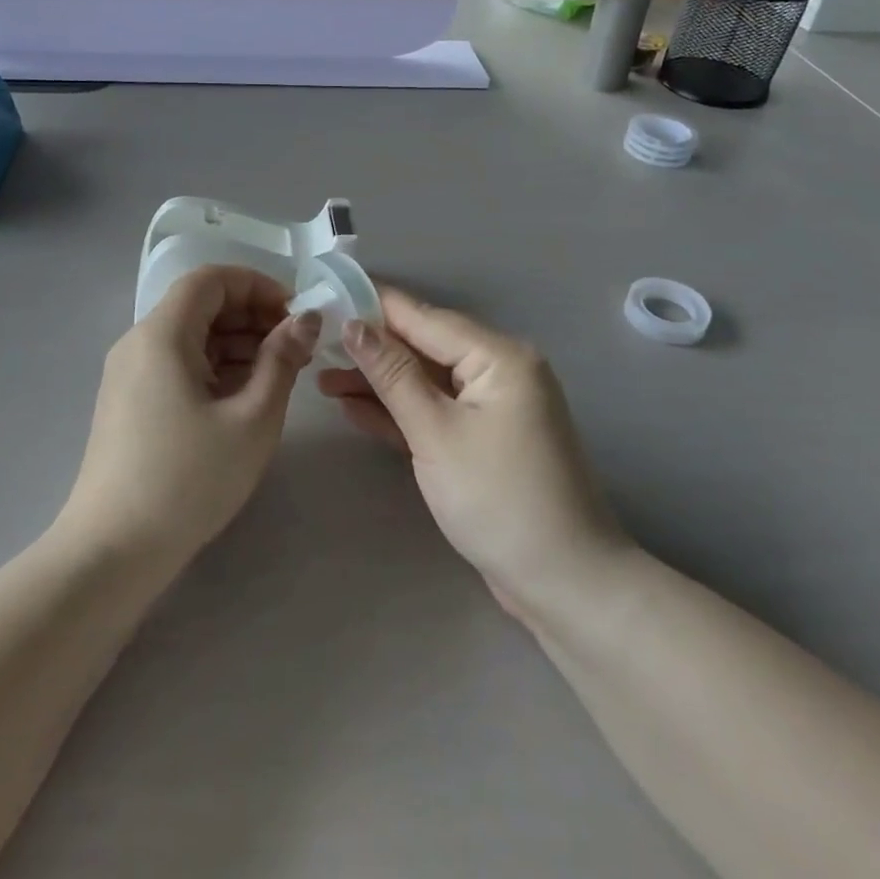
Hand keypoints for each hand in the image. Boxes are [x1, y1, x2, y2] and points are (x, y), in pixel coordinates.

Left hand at [61, 266, 319, 570]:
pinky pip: (177, 364)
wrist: (112, 551)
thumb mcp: (252, 419)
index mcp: (162, 334)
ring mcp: (130, 373)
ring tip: (278, 374)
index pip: (210, 279)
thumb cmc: (189, 480)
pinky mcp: (130, 402)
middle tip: (295, 348)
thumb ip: (282, 360)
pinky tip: (244, 397)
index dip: (257, 286)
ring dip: (236, 344)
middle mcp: (139, 342)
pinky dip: (214, 368)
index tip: (294, 315)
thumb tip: (305, 320)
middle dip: (251, 316)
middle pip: (200, 305)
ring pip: (190, 337)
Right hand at [318, 287, 628, 613]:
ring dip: (378, 383)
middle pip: (423, 347)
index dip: (373, 305)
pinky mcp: (483, 438)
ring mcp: (492, 406)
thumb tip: (353, 324)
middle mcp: (499, 370)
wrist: (564, 585)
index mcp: (498, 356)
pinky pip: (435, 411)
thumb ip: (392, 374)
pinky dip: (399, 411)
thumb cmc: (498, 499)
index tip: (326, 293)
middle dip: (370, 349)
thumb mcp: (435, 432)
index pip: (424, 317)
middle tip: (315, 346)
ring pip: (425, 381)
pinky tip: (353, 408)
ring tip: (322, 382)